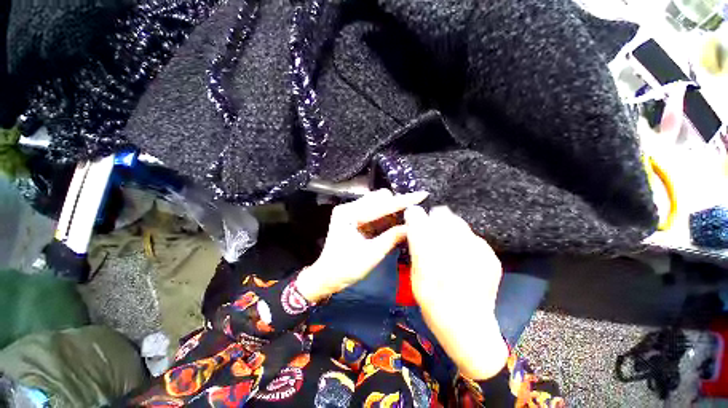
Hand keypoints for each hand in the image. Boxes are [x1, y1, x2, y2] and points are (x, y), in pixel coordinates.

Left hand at [297, 189, 427, 302]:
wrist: (327, 277)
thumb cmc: (346, 268)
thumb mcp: (372, 254)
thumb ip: (392, 237)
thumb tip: (413, 227)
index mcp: (349, 214)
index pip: (381, 204)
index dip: (403, 201)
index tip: (421, 195)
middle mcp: (349, 208)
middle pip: (379, 198)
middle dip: (397, 205)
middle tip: (412, 216)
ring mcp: (351, 212)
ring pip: (378, 204)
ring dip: (392, 211)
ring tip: (405, 221)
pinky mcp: (355, 218)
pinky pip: (375, 212)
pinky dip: (386, 217)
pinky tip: (395, 225)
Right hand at [405, 206, 507, 380]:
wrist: (469, 329)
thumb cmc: (434, 305)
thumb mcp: (415, 278)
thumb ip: (416, 250)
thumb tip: (414, 226)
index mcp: (431, 255)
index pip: (419, 220)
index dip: (415, 215)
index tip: (413, 217)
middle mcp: (455, 248)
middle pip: (442, 214)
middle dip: (433, 220)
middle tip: (430, 233)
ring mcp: (476, 251)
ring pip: (457, 222)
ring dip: (448, 228)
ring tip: (447, 245)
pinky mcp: (490, 256)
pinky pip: (471, 236)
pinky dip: (463, 240)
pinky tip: (462, 257)